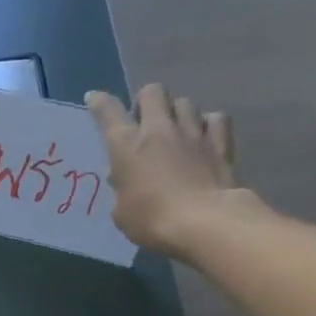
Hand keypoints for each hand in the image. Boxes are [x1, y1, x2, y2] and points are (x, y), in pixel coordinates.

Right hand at [86, 83, 243, 258]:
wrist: (204, 223)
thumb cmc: (151, 221)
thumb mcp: (122, 212)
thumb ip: (122, 190)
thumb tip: (124, 180)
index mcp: (127, 145)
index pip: (108, 111)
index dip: (99, 102)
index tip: (94, 99)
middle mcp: (159, 129)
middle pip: (153, 92)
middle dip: (145, 100)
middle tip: (143, 119)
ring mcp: (192, 132)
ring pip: (184, 102)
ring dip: (176, 112)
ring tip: (175, 129)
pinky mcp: (221, 142)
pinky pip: (215, 119)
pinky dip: (208, 123)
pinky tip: (204, 135)